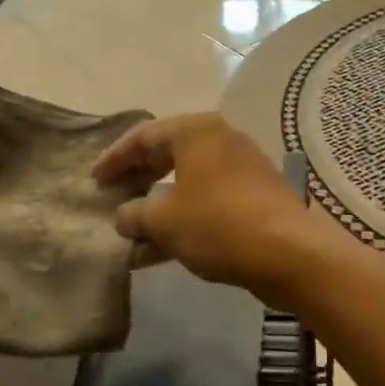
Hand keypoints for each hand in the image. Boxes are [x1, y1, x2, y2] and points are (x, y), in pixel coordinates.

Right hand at [91, 113, 321, 299]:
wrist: (290, 253)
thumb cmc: (218, 223)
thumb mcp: (164, 220)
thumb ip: (135, 214)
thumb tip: (124, 216)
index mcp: (196, 131)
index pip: (143, 136)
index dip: (114, 158)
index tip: (94, 180)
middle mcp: (220, 140)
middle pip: (166, 156)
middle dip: (136, 180)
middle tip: (111, 198)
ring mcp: (241, 169)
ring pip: (186, 184)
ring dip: (157, 208)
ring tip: (129, 233)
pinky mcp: (254, 197)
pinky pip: (207, 203)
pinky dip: (182, 221)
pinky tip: (157, 253)